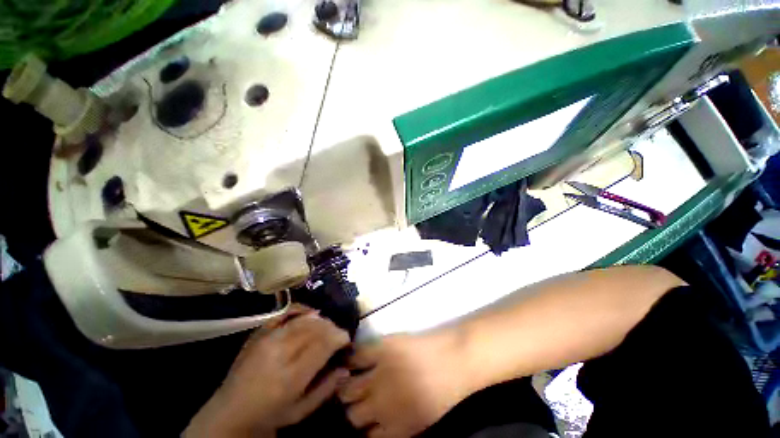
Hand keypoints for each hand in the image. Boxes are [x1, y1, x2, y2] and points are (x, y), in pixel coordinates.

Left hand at [185, 306, 350, 436]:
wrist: (229, 413)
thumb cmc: (268, 415)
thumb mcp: (300, 412)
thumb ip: (325, 389)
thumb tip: (346, 367)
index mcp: (290, 377)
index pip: (323, 344)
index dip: (339, 336)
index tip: (346, 338)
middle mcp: (279, 353)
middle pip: (315, 328)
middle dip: (332, 327)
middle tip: (338, 333)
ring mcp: (266, 340)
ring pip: (303, 319)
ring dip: (321, 319)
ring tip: (327, 326)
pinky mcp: (259, 333)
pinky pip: (284, 313)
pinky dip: (301, 310)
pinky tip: (311, 313)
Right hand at [338, 333, 472, 437]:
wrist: (455, 358)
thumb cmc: (443, 391)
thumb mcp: (422, 421)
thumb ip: (397, 429)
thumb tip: (375, 429)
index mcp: (395, 428)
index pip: (365, 436)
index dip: (364, 427)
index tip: (363, 418)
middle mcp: (381, 405)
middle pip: (353, 414)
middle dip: (354, 408)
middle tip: (358, 397)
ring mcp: (379, 375)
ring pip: (347, 388)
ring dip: (347, 385)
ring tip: (350, 378)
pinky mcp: (381, 348)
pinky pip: (355, 356)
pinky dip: (351, 358)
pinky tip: (353, 358)